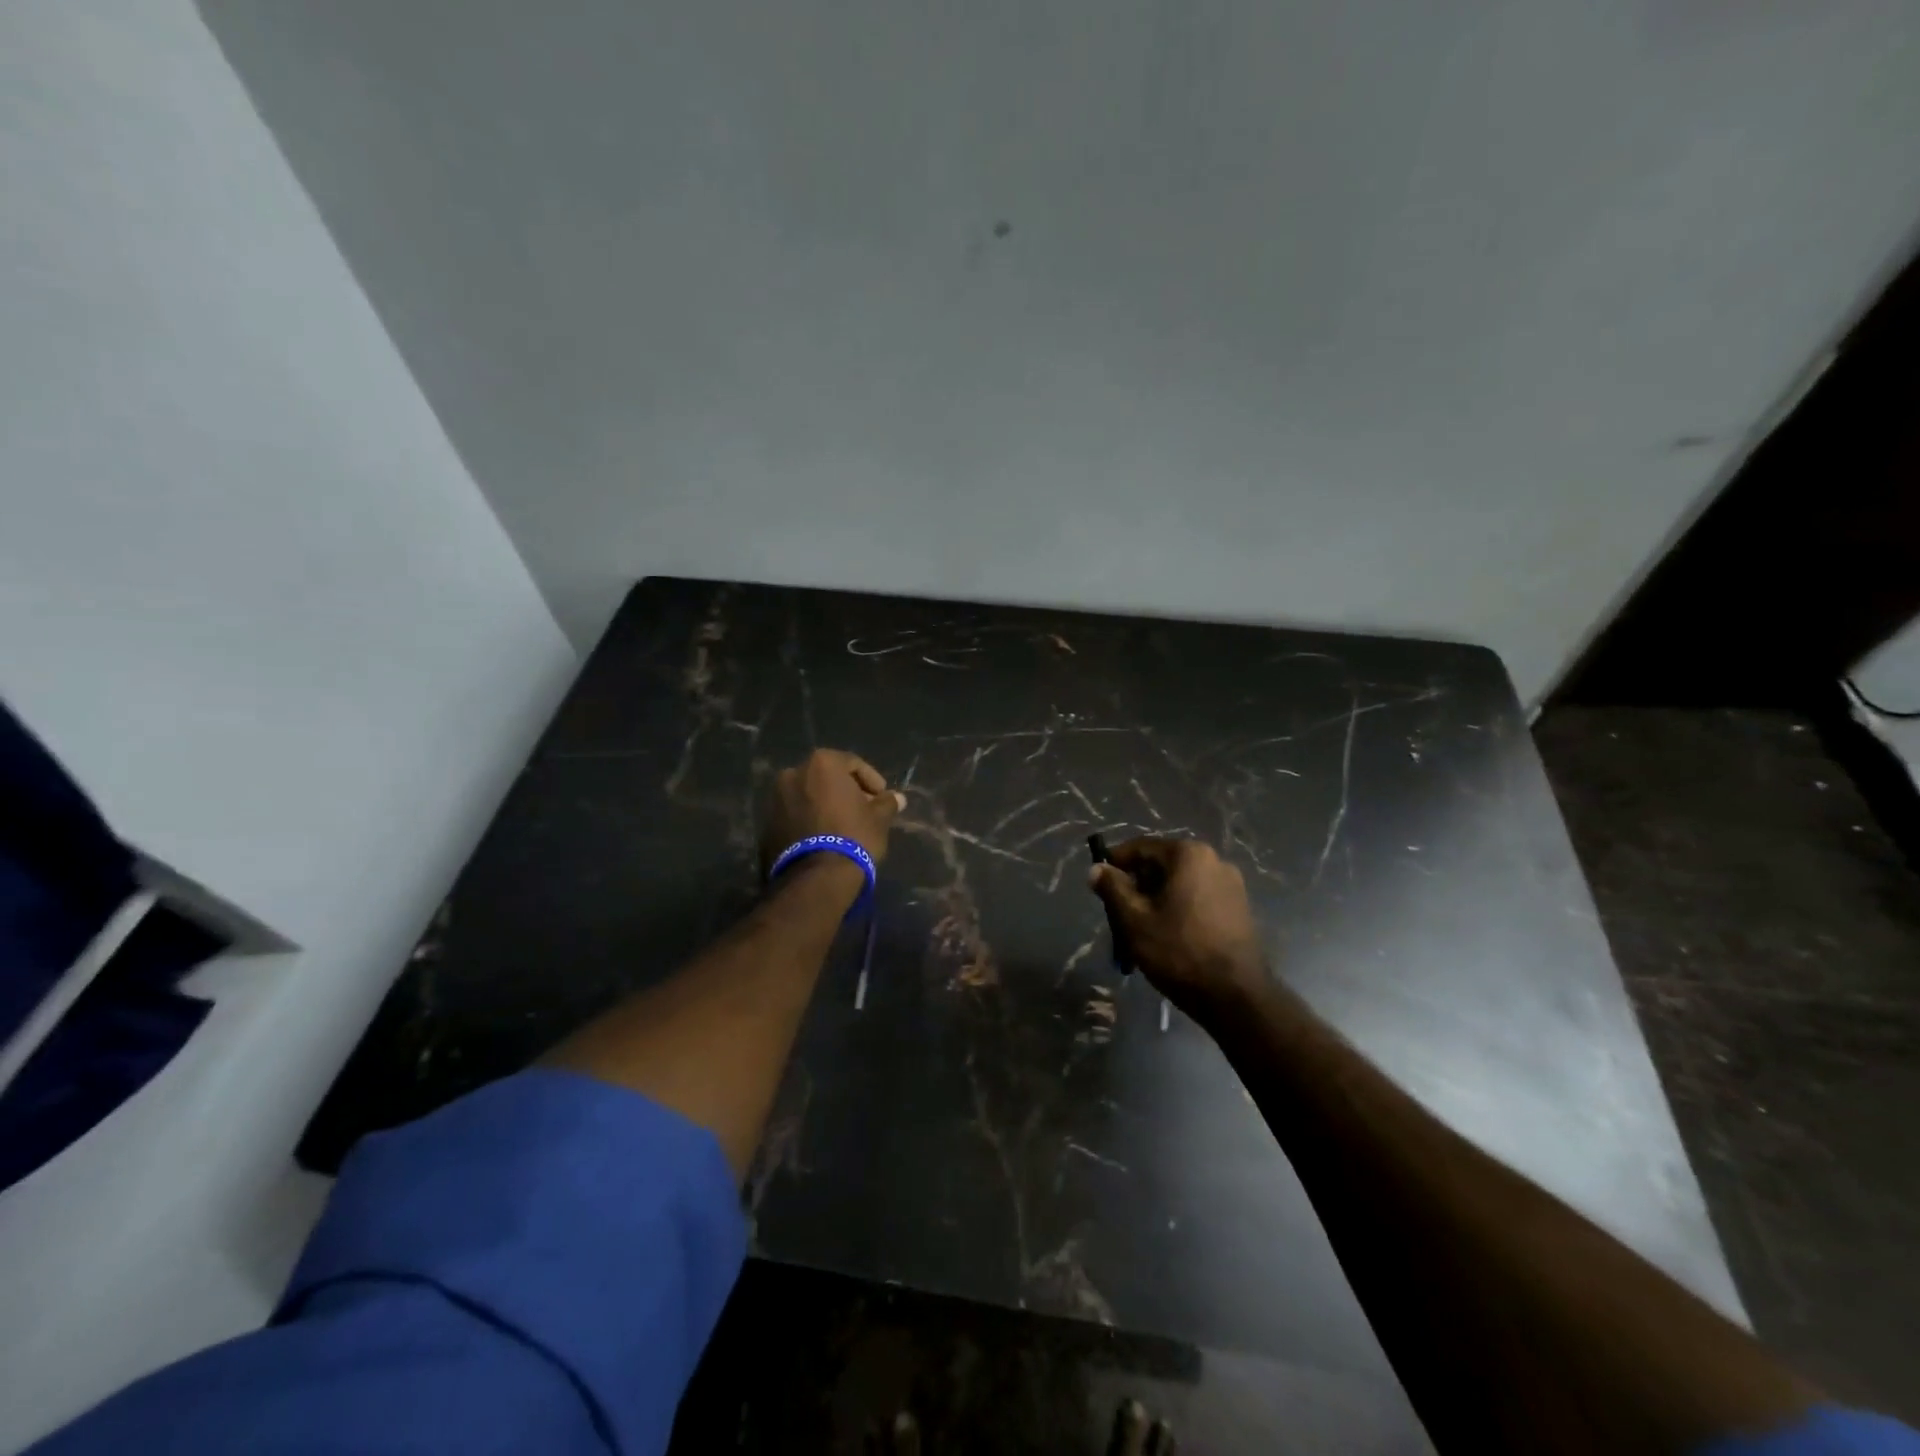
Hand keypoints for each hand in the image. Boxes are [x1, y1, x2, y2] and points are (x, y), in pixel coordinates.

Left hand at [760, 748, 904, 872]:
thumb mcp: (879, 819)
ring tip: (843, 825)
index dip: (871, 780)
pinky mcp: (767, 824)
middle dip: (846, 791)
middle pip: (827, 777)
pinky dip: (809, 819)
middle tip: (863, 810)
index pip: (852, 763)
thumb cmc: (853, 837)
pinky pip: (795, 814)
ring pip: (808, 795)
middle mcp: (793, 773)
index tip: (882, 798)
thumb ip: (887, 803)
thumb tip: (897, 798)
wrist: (816, 877)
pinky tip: (824, 837)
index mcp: (821, 764)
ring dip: (825, 804)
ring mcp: (775, 798)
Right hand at [1088, 837, 1268, 1021]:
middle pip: (1162, 865)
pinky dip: (1178, 910)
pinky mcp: (1239, 908)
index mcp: (1189, 855)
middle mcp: (1214, 860)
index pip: (1141, 847)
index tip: (1099, 885)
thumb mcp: (1135, 920)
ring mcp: (1231, 885)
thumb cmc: (1180, 952)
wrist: (1237, 997)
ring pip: (1179, 884)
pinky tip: (1169, 938)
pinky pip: (1198, 899)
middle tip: (1119, 915)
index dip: (1115, 863)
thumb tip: (1097, 868)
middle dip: (1137, 887)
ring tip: (1141, 932)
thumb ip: (1112, 889)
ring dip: (1156, 901)